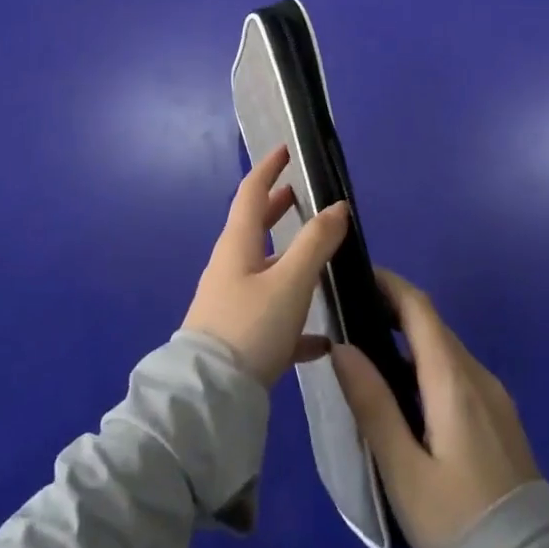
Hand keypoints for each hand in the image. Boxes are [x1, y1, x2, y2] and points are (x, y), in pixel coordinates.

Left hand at [183, 145, 349, 385]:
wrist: (210, 397)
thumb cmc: (250, 326)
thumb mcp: (290, 281)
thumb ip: (316, 242)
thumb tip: (338, 206)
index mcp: (237, 245)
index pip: (251, 192)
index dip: (268, 169)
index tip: (284, 150)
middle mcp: (231, 267)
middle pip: (254, 227)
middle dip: (277, 208)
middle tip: (301, 196)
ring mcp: (232, 302)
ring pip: (265, 269)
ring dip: (289, 257)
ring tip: (319, 256)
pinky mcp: (239, 336)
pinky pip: (271, 315)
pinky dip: (295, 314)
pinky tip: (321, 339)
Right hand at [331, 268, 538, 547]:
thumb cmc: (457, 525)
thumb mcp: (403, 471)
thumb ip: (373, 404)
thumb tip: (342, 347)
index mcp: (454, 381)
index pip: (420, 309)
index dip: (389, 285)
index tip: (355, 275)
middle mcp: (479, 378)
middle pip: (433, 326)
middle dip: (394, 310)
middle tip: (349, 315)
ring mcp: (496, 400)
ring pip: (447, 351)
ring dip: (410, 340)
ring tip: (368, 353)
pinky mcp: (501, 422)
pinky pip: (459, 375)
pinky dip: (428, 366)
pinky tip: (405, 394)